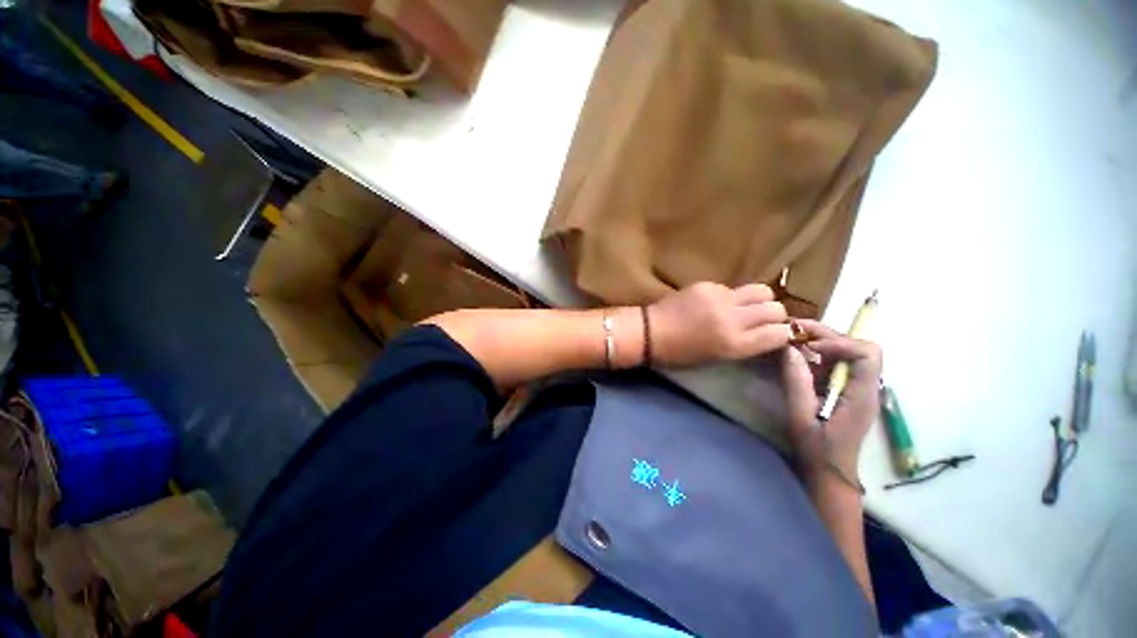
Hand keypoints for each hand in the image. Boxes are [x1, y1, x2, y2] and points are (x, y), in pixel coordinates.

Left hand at [646, 282, 791, 367]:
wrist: (650, 332)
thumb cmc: (679, 354)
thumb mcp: (717, 358)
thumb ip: (744, 344)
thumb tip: (766, 332)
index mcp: (735, 344)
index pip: (780, 333)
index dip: (782, 333)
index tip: (776, 334)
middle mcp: (733, 318)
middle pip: (776, 308)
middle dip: (775, 315)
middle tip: (762, 319)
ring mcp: (720, 298)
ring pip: (761, 290)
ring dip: (759, 300)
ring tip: (745, 307)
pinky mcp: (707, 285)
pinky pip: (732, 288)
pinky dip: (731, 296)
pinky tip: (715, 303)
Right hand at [781, 320, 881, 485]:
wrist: (830, 472)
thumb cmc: (817, 449)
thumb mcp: (801, 416)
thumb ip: (796, 382)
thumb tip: (789, 349)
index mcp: (861, 395)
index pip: (866, 354)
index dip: (839, 343)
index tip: (808, 347)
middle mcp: (867, 387)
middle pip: (858, 347)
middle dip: (827, 334)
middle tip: (794, 329)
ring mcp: (858, 388)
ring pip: (849, 351)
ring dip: (822, 340)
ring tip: (793, 337)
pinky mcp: (847, 390)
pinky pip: (838, 363)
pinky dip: (819, 353)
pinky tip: (799, 355)